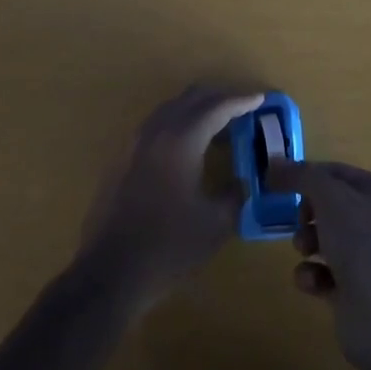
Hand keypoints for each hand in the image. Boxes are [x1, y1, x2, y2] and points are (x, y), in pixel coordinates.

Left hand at [77, 84, 262, 314]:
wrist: (109, 273)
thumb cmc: (167, 247)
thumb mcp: (215, 225)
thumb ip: (234, 195)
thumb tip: (241, 182)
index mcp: (181, 140)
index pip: (217, 107)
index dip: (241, 101)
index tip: (260, 98)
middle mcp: (156, 130)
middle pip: (191, 98)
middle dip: (219, 97)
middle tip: (243, 107)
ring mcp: (135, 142)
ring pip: (171, 107)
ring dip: (197, 108)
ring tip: (219, 124)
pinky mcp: (122, 157)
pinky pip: (156, 124)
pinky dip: (178, 122)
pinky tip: (188, 145)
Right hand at [271, 159, 370, 369]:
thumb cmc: (363, 241)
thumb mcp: (329, 195)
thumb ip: (300, 176)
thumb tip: (273, 165)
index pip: (338, 173)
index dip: (308, 175)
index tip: (279, 183)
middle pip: (331, 207)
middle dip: (307, 212)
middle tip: (299, 221)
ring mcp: (369, 260)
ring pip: (326, 240)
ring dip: (307, 242)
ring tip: (304, 250)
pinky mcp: (356, 293)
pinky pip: (324, 275)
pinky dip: (312, 276)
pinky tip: (312, 281)